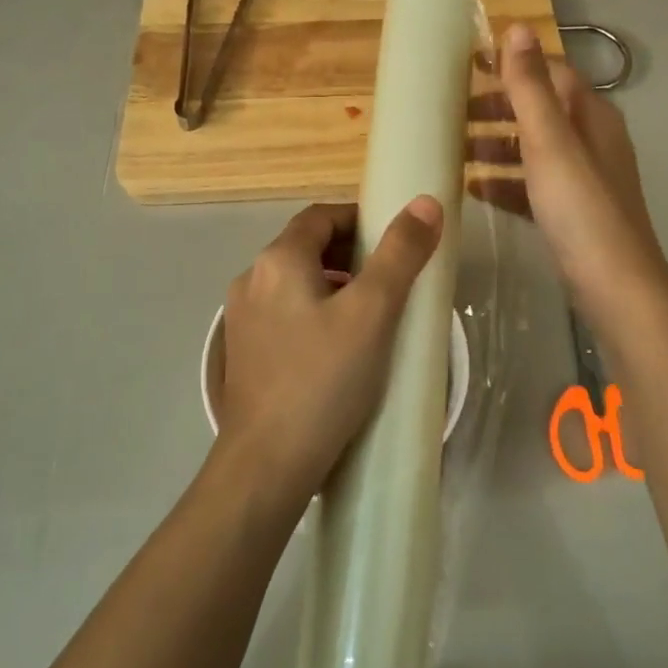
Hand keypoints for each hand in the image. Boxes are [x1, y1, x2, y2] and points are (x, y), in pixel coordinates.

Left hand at [216, 198, 442, 510]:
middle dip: (350, 254)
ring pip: (295, 283)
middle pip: (306, 247)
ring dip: (333, 285)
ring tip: (371, 314)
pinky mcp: (243, 353)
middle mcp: (251, 280)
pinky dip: (314, 313)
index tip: (396, 241)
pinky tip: (338, 347)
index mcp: (278, 260)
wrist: (268, 464)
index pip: (322, 217)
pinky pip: (284, 314)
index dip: (360, 219)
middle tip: (391, 279)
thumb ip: (400, 254)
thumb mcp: (373, 312)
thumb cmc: (324, 379)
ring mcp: (242, 319)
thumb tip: (425, 203)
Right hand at [472, 24, 667, 318]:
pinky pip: (531, 185)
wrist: (615, 288)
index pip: (550, 73)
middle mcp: (591, 141)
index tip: (467, 63)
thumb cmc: (580, 209)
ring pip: (532, 149)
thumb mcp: (550, 143)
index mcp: (592, 117)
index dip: (512, 64)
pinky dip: (503, 181)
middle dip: (497, 106)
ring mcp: (583, 180)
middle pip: (539, 111)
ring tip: (452, 146)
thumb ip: (531, 88)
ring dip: (495, 144)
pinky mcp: (571, 213)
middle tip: (450, 109)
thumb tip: (517, 28)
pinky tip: (473, 189)